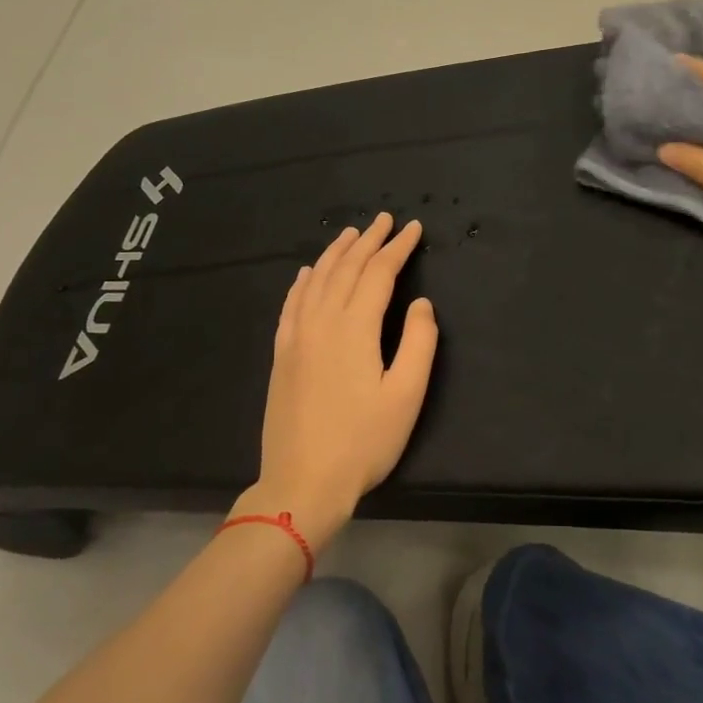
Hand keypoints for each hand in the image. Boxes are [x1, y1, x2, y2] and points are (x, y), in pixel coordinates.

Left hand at [234, 213, 437, 548]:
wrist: (302, 482)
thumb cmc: (363, 442)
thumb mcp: (406, 395)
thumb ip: (419, 343)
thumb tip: (421, 303)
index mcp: (354, 328)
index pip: (378, 273)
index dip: (398, 248)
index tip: (413, 229)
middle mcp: (321, 321)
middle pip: (345, 269)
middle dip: (369, 241)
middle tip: (386, 220)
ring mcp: (295, 337)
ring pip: (315, 280)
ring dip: (335, 253)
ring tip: (351, 234)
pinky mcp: (281, 354)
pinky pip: (291, 304)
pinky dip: (302, 281)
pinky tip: (306, 273)